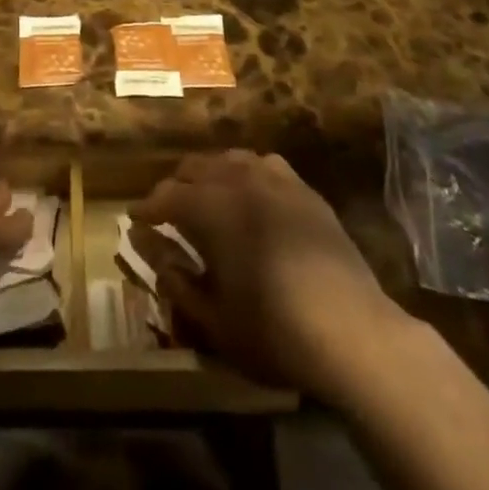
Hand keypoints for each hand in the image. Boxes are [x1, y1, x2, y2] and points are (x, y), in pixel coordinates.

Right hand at [133, 150, 416, 409]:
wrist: (352, 329)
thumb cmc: (274, 330)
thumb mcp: (215, 321)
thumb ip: (179, 284)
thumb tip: (156, 258)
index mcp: (209, 207)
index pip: (166, 196)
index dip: (147, 207)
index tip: (135, 218)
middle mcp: (237, 179)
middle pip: (195, 167)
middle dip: (176, 185)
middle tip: (169, 210)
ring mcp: (274, 179)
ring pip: (230, 159)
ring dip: (211, 174)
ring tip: (208, 196)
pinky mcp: (304, 189)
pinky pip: (265, 165)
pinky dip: (248, 173)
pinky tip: (252, 192)